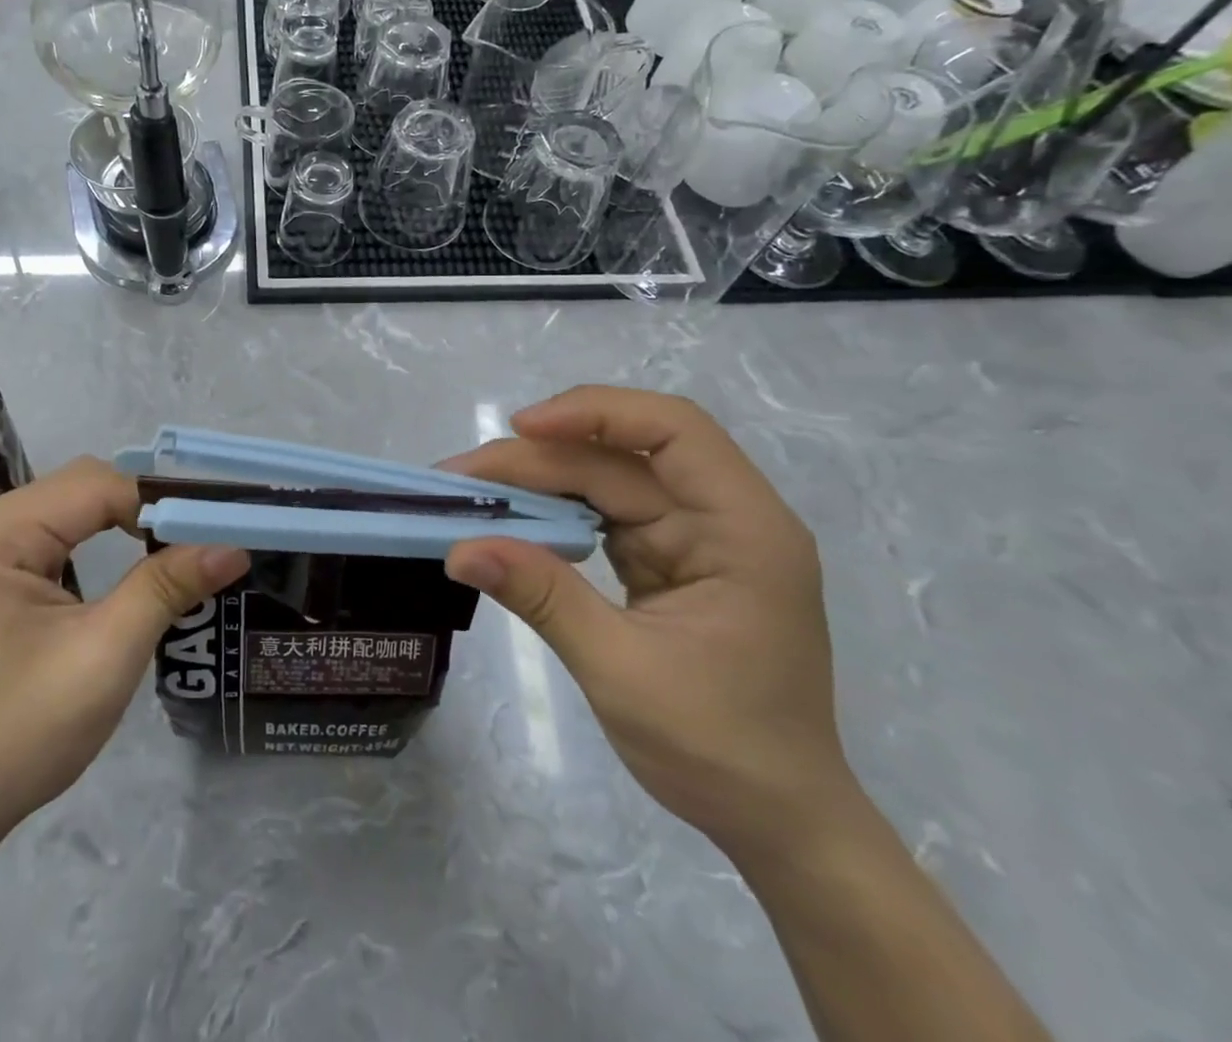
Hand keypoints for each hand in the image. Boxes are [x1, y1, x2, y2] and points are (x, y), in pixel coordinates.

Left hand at [0, 459, 248, 856]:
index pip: (99, 485)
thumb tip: (234, 544)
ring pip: (74, 508)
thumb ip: (167, 586)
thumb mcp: (106, 655)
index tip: (219, 529)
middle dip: (147, 511)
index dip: (163, 503)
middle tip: (205, 541)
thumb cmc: (20, 733)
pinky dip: (100, 543)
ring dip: (127, 525)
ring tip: (180, 551)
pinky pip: (56, 534)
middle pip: (85, 487)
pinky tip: (129, 567)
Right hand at [444, 386, 858, 862]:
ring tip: (472, 492)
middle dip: (539, 459)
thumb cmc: (719, 751)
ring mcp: (695, 538)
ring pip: (606, 481)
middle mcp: (723, 517)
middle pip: (621, 458)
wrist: (776, 822)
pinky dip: (554, 514)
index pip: (674, 431)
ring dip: (538, 483)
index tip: (521, 426)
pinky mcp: (669, 559)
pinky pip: (603, 516)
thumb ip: (543, 598)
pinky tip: (511, 520)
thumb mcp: (622, 671)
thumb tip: (461, 549)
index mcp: (744, 529)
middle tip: (460, 476)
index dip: (596, 413)